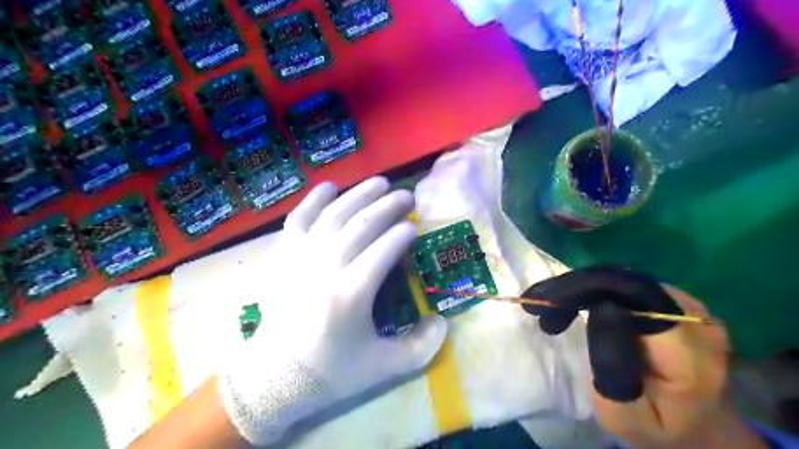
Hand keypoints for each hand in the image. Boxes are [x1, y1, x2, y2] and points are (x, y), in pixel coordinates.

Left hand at [219, 177, 448, 446]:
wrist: (273, 376)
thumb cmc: (331, 371)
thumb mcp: (383, 368)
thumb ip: (422, 347)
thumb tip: (443, 321)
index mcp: (352, 294)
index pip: (384, 250)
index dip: (402, 234)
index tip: (414, 227)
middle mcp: (326, 267)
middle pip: (362, 225)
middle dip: (388, 206)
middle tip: (406, 196)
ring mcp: (301, 257)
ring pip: (335, 214)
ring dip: (359, 194)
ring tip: (380, 182)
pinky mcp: (283, 255)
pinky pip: (299, 218)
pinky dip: (314, 199)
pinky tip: (330, 186)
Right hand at [523, 267, 764, 448]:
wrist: (698, 427)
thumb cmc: (656, 429)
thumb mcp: (625, 417)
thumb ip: (613, 368)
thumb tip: (602, 307)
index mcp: (691, 355)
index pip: (632, 300)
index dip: (586, 292)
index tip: (547, 307)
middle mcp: (697, 321)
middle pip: (624, 285)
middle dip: (577, 290)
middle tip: (542, 308)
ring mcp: (691, 307)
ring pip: (623, 281)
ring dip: (584, 291)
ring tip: (556, 310)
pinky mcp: (679, 302)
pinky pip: (628, 286)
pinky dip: (597, 292)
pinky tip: (579, 306)